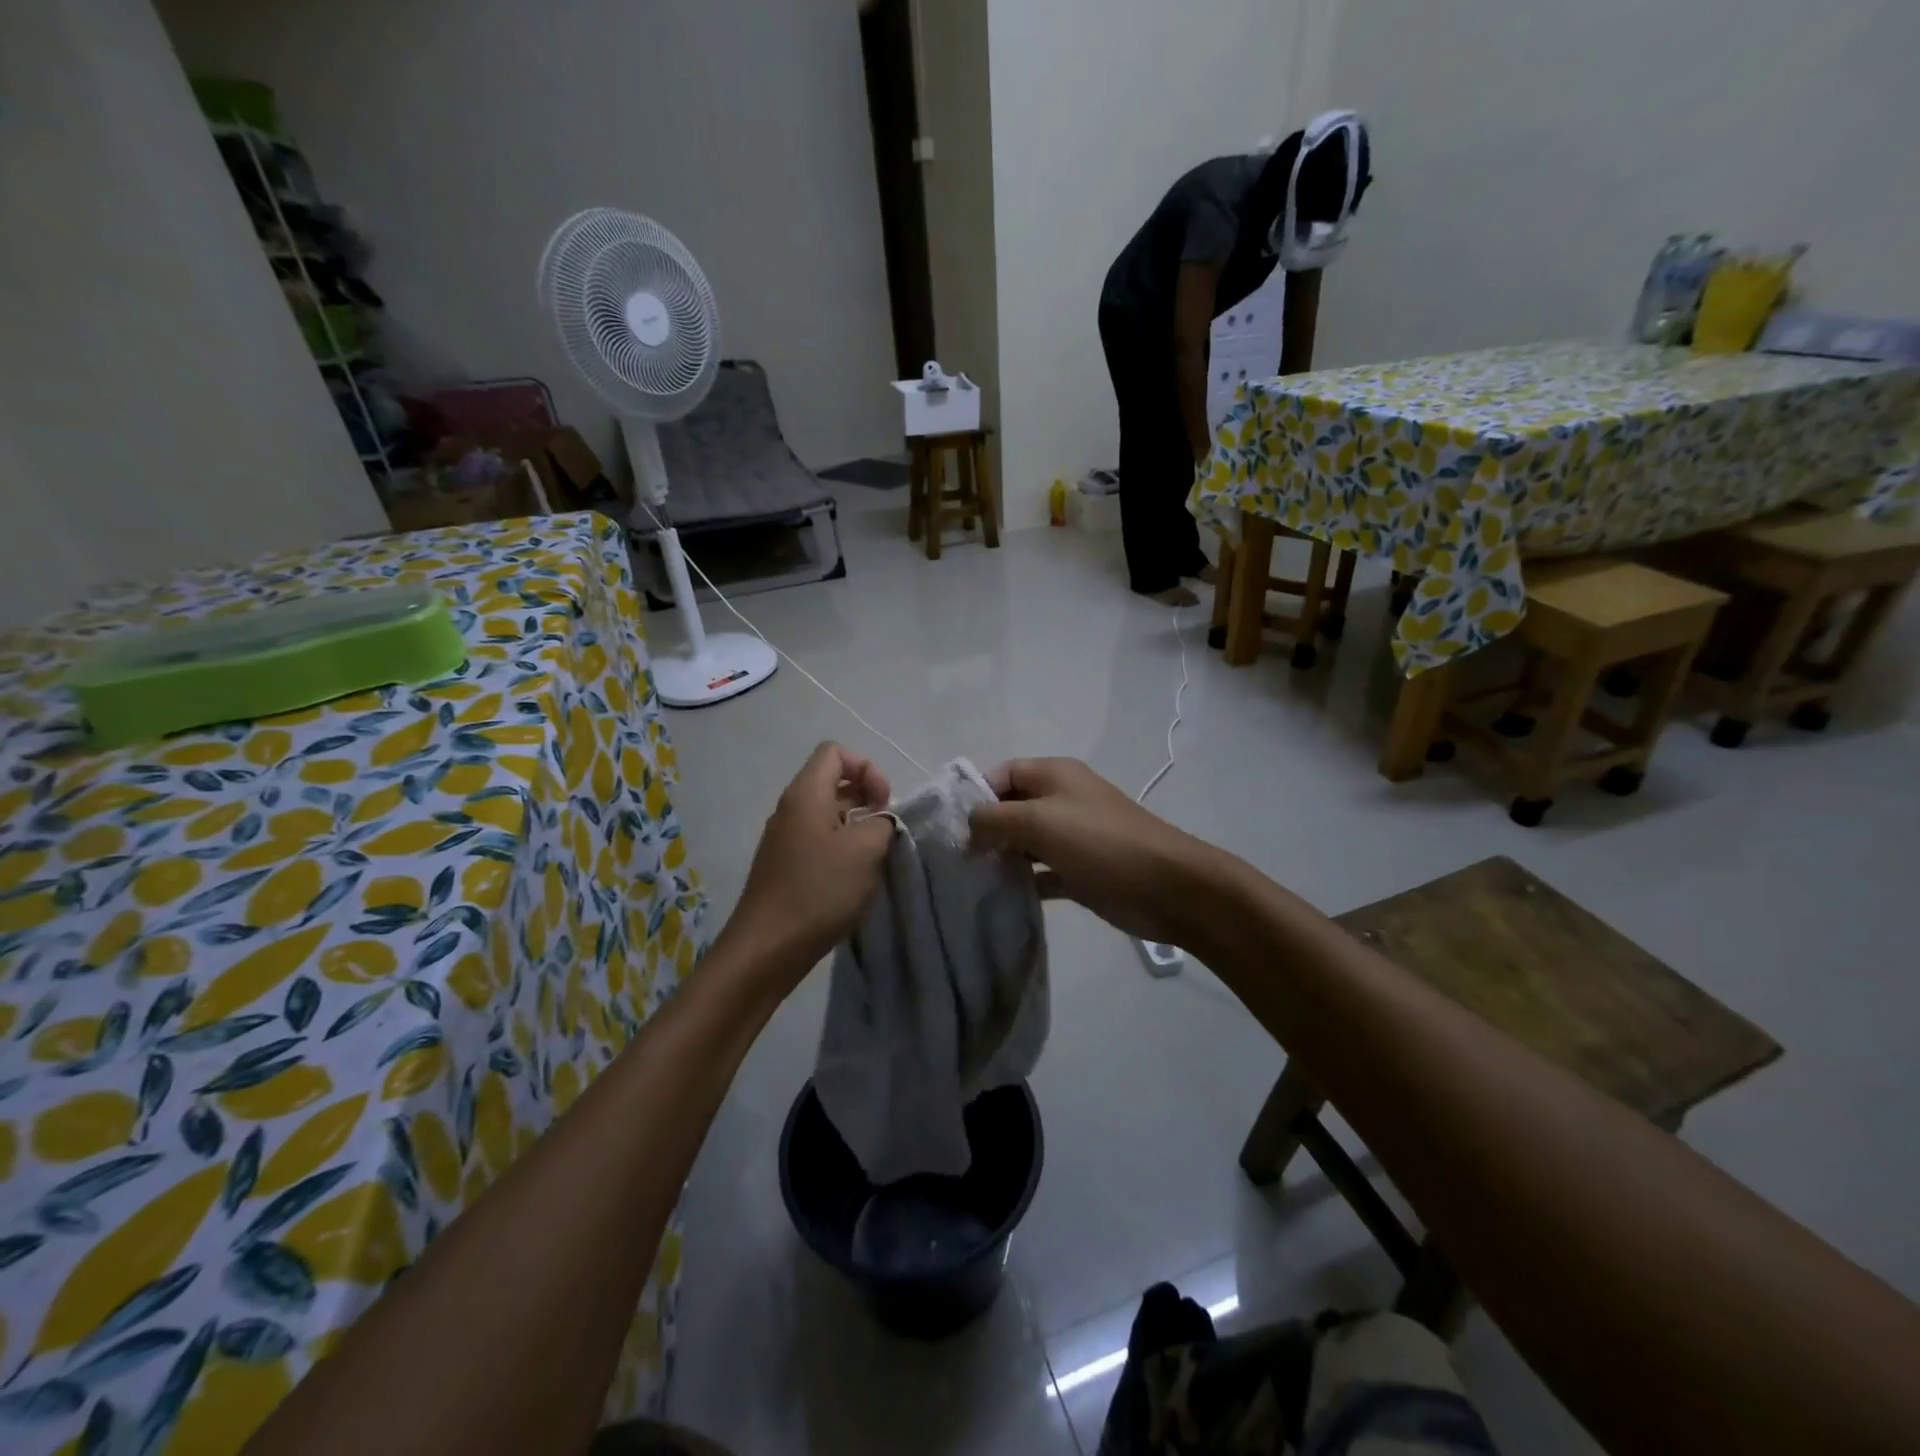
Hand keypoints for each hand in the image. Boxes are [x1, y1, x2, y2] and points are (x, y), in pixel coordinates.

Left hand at [722, 743, 895, 988]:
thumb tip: (879, 820)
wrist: (767, 948)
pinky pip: (817, 838)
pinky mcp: (784, 864)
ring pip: (826, 811)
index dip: (867, 768)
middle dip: (865, 796)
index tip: (884, 803)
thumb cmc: (819, 892)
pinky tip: (852, 876)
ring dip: (855, 824)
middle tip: (884, 829)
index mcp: (806, 794)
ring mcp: (784, 837)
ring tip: (873, 854)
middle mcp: (790, 808)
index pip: (835, 752)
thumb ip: (882, 823)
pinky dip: (840, 845)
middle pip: (831, 780)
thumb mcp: (866, 851)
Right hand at [969, 758, 1220, 946]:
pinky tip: (1000, 899)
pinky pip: (1041, 872)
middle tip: (955, 858)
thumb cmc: (1101, 843)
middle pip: (1011, 808)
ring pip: (1024, 842)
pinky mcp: (1080, 871)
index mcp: (1054, 775)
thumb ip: (994, 819)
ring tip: (970, 880)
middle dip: (984, 829)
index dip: (976, 793)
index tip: (951, 825)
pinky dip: (1023, 882)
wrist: (1168, 887)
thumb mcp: (1039, 821)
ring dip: (1001, 858)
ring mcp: (1072, 837)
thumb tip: (969, 827)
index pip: (1003, 773)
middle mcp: (1062, 800)